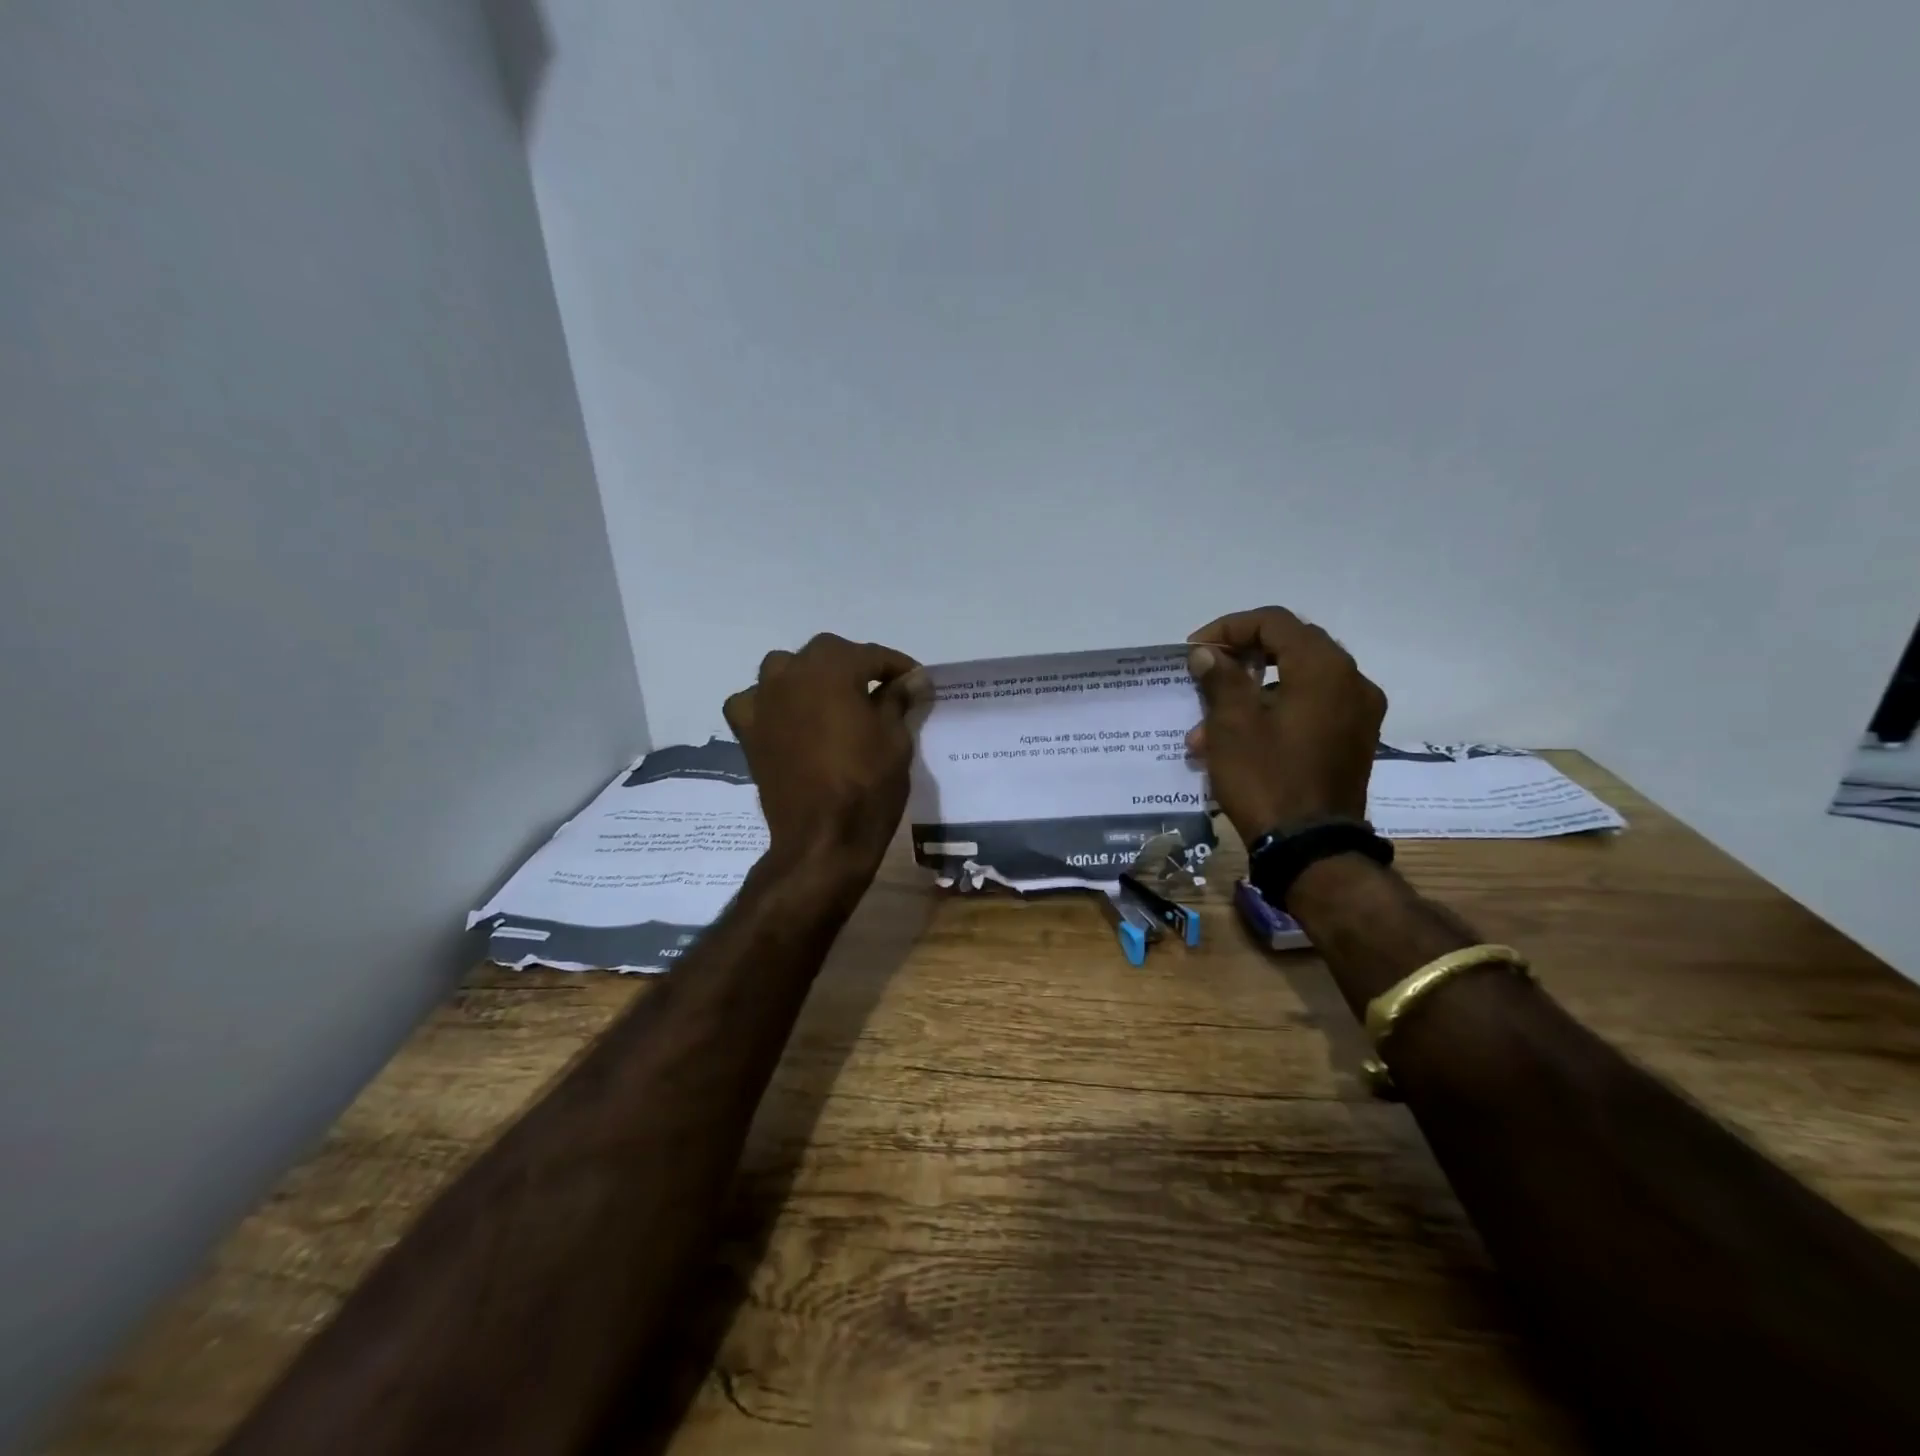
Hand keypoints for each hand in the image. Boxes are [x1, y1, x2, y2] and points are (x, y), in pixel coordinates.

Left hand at [724, 633, 923, 874]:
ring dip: (810, 676)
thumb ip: (898, 700)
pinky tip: (787, 717)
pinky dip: (771, 702)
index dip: (898, 666)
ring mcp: (763, 701)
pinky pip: (755, 701)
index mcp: (832, 669)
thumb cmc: (867, 785)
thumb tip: (912, 679)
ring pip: (786, 669)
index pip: (871, 655)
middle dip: (855, 665)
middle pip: (827, 653)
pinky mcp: (748, 731)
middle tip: (881, 689)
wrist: (823, 838)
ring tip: (833, 698)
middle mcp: (791, 674)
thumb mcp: (895, 739)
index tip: (917, 681)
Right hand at [1184, 607, 1386, 839]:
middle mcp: (1351, 681)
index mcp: (1324, 668)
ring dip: (1249, 696)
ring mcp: (1358, 714)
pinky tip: (1237, 744)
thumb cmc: (1267, 778)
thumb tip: (1206, 652)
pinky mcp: (1353, 742)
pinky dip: (1273, 714)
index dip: (1228, 629)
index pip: (1274, 622)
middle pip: (1289, 648)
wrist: (1311, 849)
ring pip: (1296, 683)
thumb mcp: (1231, 725)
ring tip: (1205, 731)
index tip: (1195, 652)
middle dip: (1239, 661)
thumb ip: (1219, 677)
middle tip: (1205, 678)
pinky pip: (1310, 710)